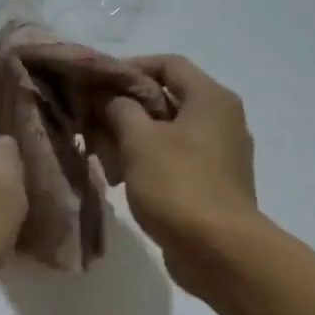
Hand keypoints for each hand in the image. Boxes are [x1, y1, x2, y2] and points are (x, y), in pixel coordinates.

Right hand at [100, 55, 259, 292]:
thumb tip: (111, 99)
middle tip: (93, 118)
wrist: (220, 251)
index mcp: (210, 99)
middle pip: (168, 97)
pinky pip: (176, 157)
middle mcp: (222, 119)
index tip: (96, 82)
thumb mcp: (139, 140)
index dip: (130, 67)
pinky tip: (122, 176)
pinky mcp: (214, 182)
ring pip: (169, 130)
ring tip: (102, 151)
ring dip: (134, 135)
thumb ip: (119, 109)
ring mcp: (221, 153)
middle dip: (127, 105)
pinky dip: (149, 159)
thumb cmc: (178, 184)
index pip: (168, 63)